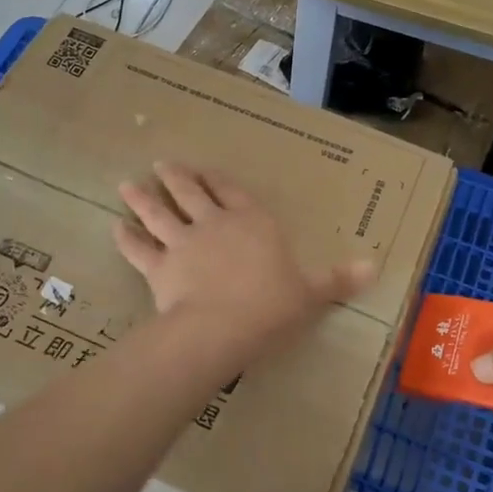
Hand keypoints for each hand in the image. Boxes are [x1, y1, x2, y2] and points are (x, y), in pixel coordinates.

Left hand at [114, 162, 375, 347]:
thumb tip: (376, 267)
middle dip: (177, 178)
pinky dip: (127, 238)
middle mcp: (214, 224)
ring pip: (159, 213)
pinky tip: (116, 228)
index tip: (205, 172)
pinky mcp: (159, 268)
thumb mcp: (312, 294)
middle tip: (162, 164)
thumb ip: (338, 279)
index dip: (218, 182)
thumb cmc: (272, 306)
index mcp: (252, 223)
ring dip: (143, 198)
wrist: (222, 327)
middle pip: (191, 193)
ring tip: (127, 185)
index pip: (233, 194)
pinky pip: (139, 249)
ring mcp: (183, 243)